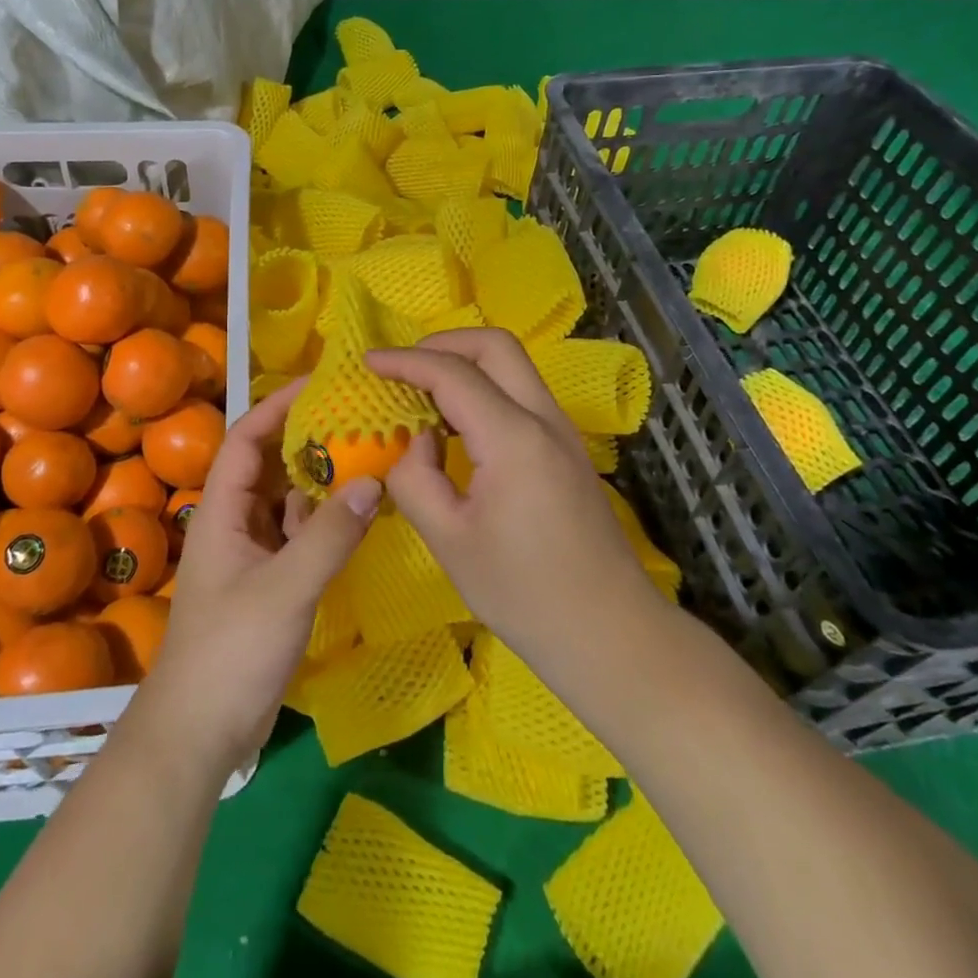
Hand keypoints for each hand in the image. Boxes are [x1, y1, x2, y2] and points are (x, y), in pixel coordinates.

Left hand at [133, 379, 379, 776]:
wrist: (199, 734)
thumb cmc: (231, 652)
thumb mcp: (285, 589)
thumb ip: (329, 536)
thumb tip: (373, 480)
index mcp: (222, 511)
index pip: (245, 438)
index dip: (277, 406)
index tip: (319, 385)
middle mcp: (234, 523)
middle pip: (270, 464)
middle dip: (308, 439)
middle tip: (357, 417)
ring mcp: (252, 554)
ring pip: (287, 500)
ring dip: (321, 480)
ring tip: (368, 456)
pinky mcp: (269, 581)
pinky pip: (299, 535)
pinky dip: (325, 520)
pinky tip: (359, 514)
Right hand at [365, 329, 655, 671]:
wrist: (609, 633)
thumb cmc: (524, 593)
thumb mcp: (449, 540)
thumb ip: (416, 480)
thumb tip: (416, 444)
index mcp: (513, 438)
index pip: (453, 374)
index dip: (406, 361)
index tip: (368, 361)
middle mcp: (543, 419)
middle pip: (495, 346)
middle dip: (443, 343)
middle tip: (402, 368)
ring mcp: (561, 432)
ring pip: (513, 367)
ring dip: (465, 365)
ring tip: (422, 396)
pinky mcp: (566, 450)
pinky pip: (520, 396)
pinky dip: (484, 391)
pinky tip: (456, 428)